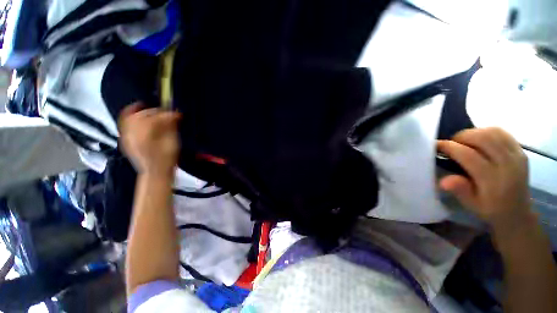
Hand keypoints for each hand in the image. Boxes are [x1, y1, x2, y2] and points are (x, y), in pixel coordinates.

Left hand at [119, 103, 181, 174]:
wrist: (155, 172)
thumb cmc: (167, 159)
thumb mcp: (173, 143)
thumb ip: (172, 128)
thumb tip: (174, 115)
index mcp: (148, 137)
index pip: (157, 119)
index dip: (168, 114)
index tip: (178, 113)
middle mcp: (133, 135)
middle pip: (142, 116)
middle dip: (155, 112)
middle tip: (167, 113)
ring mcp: (126, 137)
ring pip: (129, 118)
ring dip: (140, 111)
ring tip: (148, 108)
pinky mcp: (125, 139)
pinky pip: (123, 124)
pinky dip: (129, 116)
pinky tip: (136, 114)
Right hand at [437, 128, 532, 230]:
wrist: (517, 212)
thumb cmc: (489, 209)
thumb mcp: (471, 204)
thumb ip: (459, 190)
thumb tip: (442, 180)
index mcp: (493, 180)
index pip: (468, 155)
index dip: (449, 147)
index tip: (435, 145)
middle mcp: (507, 164)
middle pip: (482, 138)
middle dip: (461, 137)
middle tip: (451, 144)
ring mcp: (517, 155)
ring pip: (493, 132)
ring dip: (474, 133)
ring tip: (465, 141)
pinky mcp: (521, 151)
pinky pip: (502, 133)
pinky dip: (487, 131)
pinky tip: (480, 139)